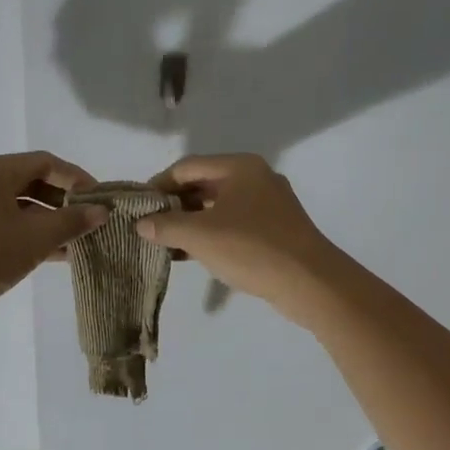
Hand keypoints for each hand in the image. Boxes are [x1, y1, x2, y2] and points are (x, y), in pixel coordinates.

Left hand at [0, 152, 105, 329]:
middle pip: (29, 181)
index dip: (77, 179)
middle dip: (62, 202)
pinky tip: (46, 255)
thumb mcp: (34, 239)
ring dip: (45, 221)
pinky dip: (23, 232)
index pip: (46, 162)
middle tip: (88, 222)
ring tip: (74, 243)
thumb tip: (101, 211)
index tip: (100, 200)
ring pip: (15, 205)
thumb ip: (71, 222)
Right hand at [136, 154, 346, 320]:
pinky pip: (233, 224)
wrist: (310, 282)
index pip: (188, 167)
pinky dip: (211, 235)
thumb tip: (142, 223)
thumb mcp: (201, 236)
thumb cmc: (252, 248)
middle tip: (148, 225)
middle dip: (174, 205)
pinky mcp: (275, 229)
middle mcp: (256, 178)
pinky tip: (190, 254)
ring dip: (191, 222)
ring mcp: (268, 204)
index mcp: (240, 167)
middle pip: (204, 184)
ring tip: (164, 242)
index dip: (159, 184)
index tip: (138, 205)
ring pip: (218, 207)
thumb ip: (166, 226)